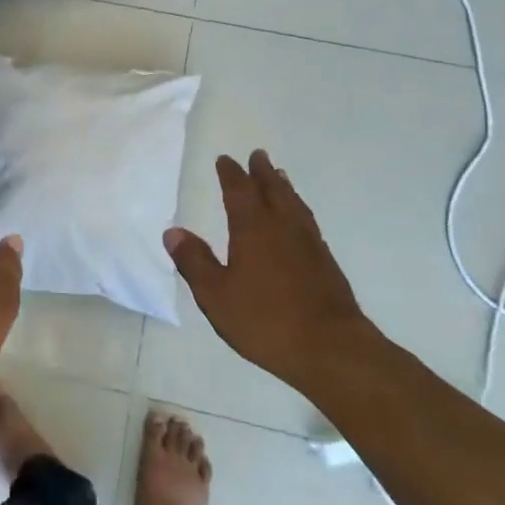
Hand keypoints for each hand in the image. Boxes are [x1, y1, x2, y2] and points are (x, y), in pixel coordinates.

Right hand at [165, 150, 373, 389]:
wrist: (331, 349)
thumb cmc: (266, 320)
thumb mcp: (216, 295)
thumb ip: (194, 262)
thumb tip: (172, 231)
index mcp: (253, 230)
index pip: (240, 192)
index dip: (231, 174)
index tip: (225, 160)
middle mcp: (283, 228)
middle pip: (273, 190)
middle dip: (262, 172)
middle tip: (258, 155)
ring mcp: (309, 244)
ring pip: (294, 204)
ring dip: (284, 187)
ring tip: (280, 176)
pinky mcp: (326, 263)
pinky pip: (308, 222)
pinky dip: (299, 210)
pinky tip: (299, 220)